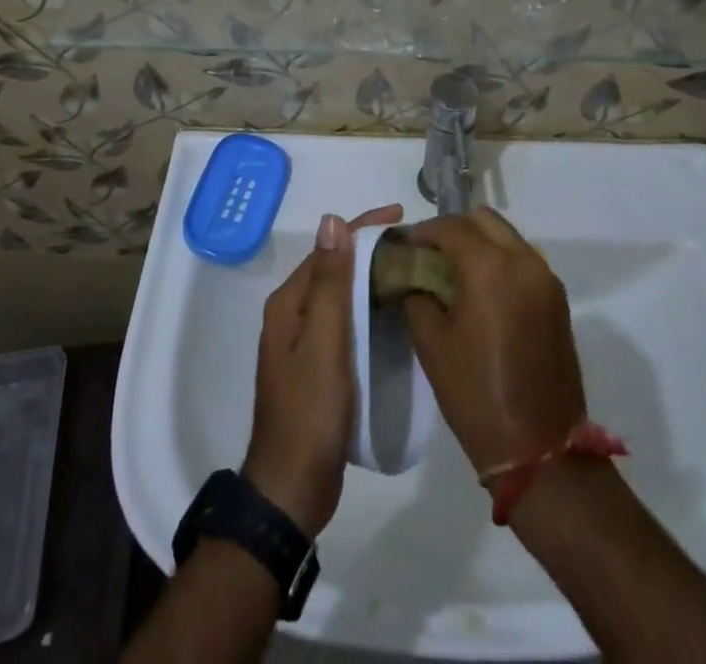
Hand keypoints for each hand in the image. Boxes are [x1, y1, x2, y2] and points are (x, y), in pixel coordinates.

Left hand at [243, 204, 402, 534]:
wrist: (292, 489)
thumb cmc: (310, 410)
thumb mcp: (324, 341)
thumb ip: (330, 282)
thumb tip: (331, 220)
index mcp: (290, 303)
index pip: (330, 249)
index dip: (363, 228)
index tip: (402, 216)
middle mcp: (293, 315)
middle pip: (336, 269)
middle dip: (371, 250)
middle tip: (415, 244)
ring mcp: (305, 343)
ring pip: (343, 296)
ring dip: (372, 279)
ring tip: (411, 271)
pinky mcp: (319, 367)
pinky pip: (347, 323)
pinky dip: (369, 309)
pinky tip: (394, 314)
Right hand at [401, 207, 586, 476]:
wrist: (540, 449)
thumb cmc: (475, 394)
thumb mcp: (431, 343)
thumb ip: (418, 295)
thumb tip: (414, 275)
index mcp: (489, 266)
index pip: (450, 226)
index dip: (423, 232)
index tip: (405, 247)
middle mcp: (523, 259)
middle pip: (483, 219)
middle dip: (454, 229)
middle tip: (431, 256)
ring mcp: (545, 277)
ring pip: (506, 236)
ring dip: (479, 242)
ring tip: (455, 273)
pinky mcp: (558, 298)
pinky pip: (523, 259)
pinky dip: (500, 260)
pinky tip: (483, 291)